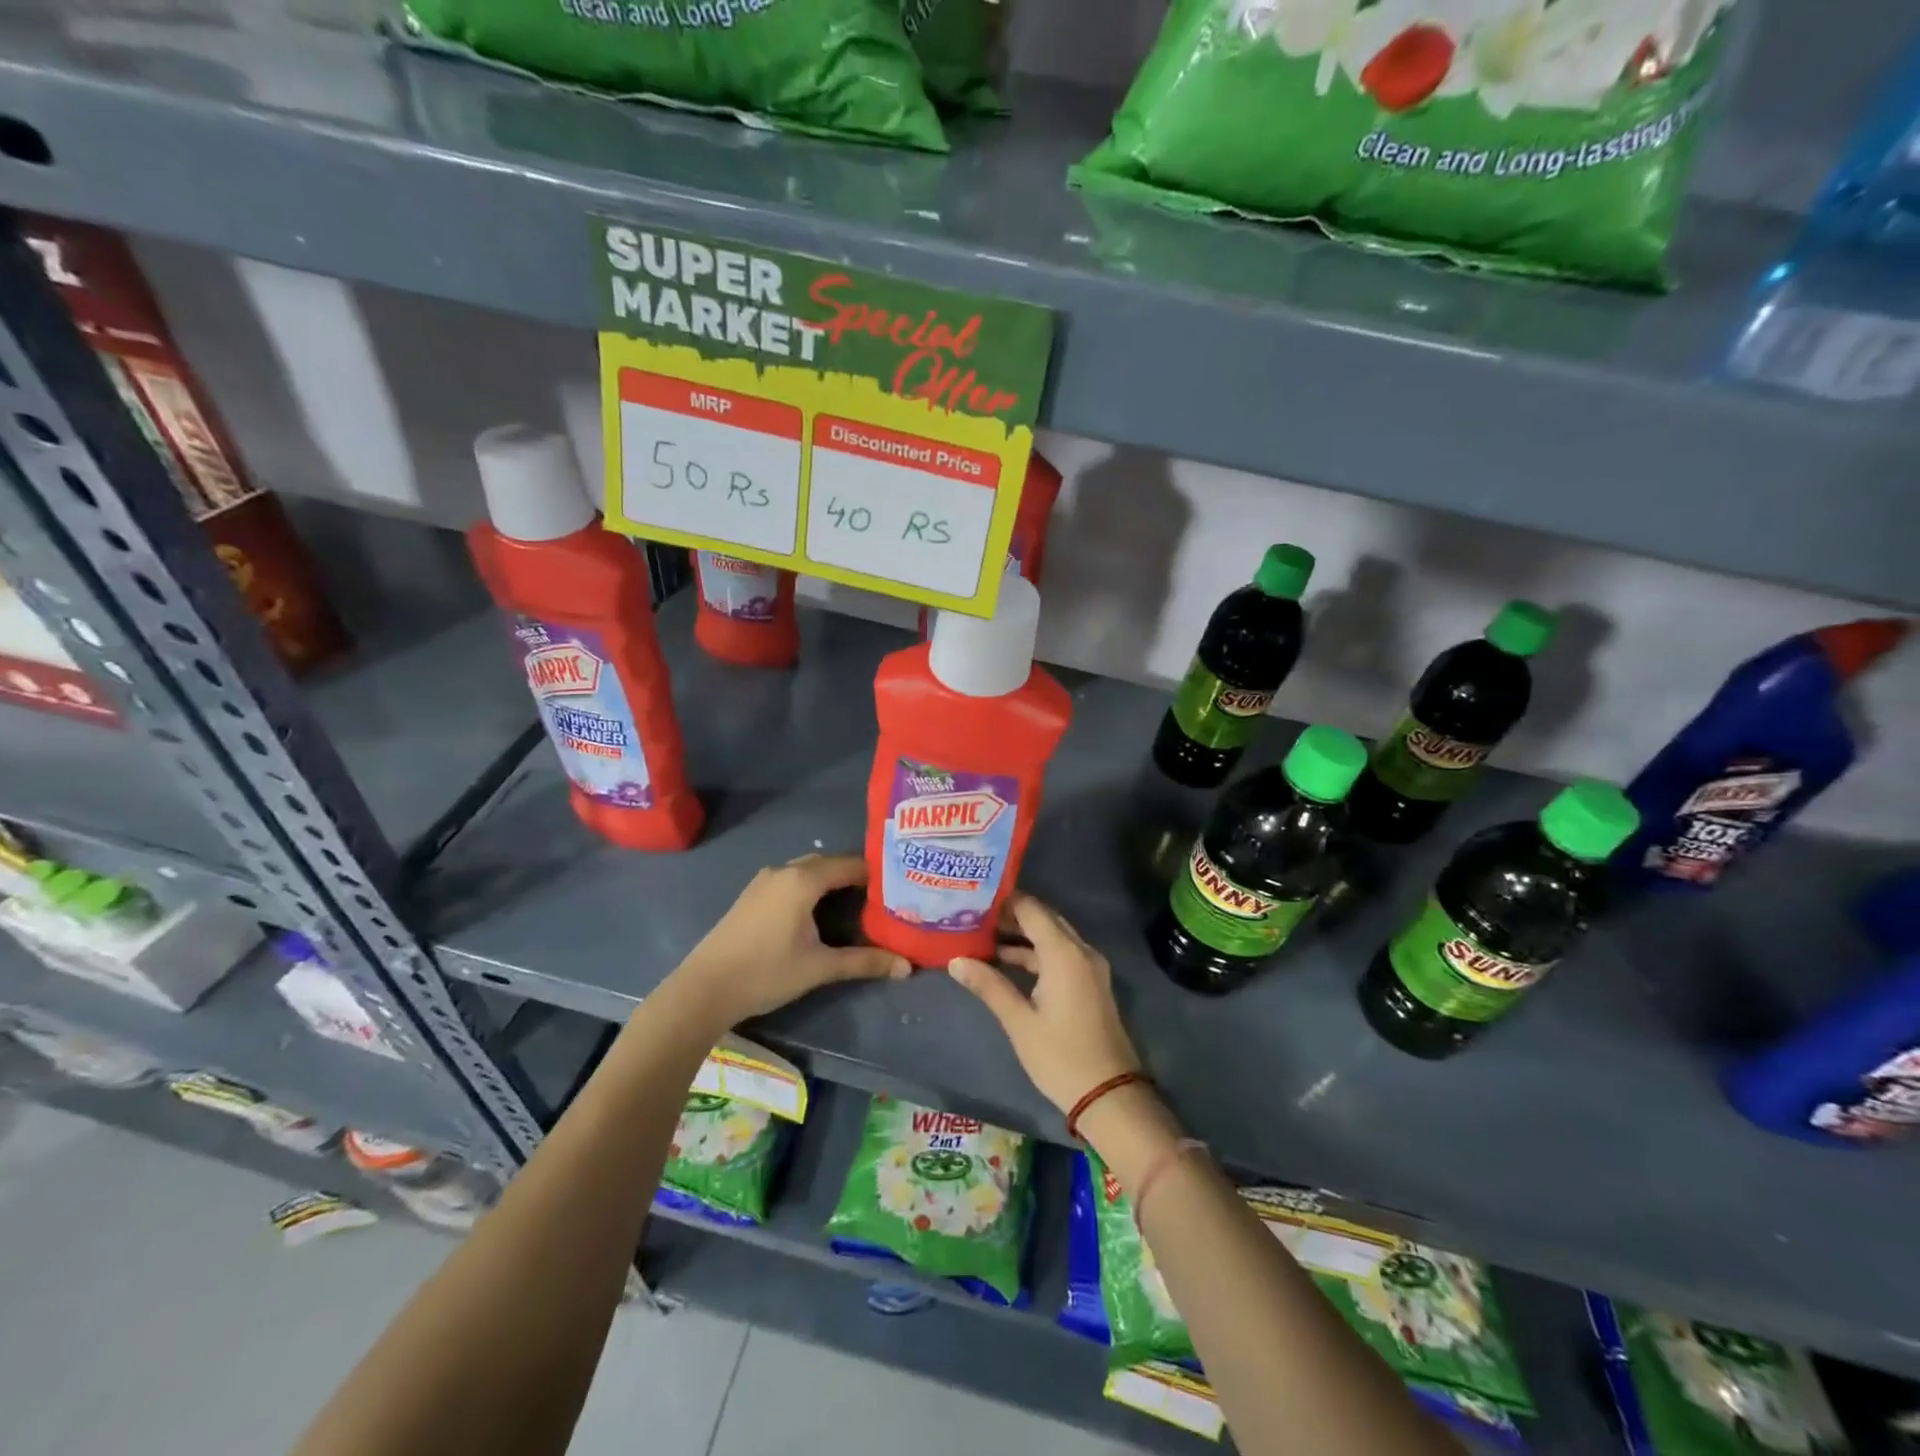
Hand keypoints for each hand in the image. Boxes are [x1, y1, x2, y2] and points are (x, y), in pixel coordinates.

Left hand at [674, 854, 909, 1026]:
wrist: (704, 989)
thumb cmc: (766, 973)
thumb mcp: (820, 968)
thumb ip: (864, 962)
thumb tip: (906, 967)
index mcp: (803, 880)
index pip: (851, 864)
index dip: (877, 874)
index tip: (899, 888)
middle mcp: (784, 871)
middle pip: (829, 864)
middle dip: (856, 877)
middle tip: (882, 898)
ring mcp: (764, 881)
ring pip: (808, 871)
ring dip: (832, 882)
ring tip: (857, 904)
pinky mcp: (752, 894)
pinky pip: (792, 880)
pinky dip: (812, 888)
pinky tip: (820, 913)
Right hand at [947, 893, 1141, 1115]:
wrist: (1109, 1094)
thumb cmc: (1060, 1056)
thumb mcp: (1019, 1021)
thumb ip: (989, 985)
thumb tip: (955, 961)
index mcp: (1064, 953)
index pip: (1031, 909)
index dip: (1004, 900)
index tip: (974, 897)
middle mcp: (1080, 950)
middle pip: (1044, 918)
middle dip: (1011, 914)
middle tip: (974, 913)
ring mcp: (1089, 967)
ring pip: (1053, 936)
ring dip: (1023, 935)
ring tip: (982, 935)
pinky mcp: (1090, 983)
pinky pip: (1061, 954)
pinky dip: (1036, 952)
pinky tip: (1007, 961)